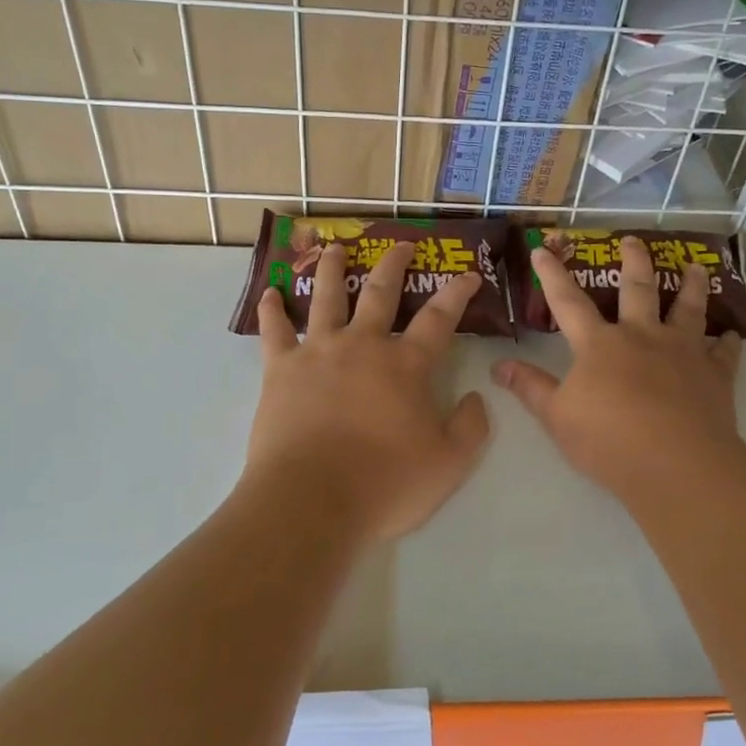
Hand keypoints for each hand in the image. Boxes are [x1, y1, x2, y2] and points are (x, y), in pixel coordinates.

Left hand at [245, 241, 491, 542]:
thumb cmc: (385, 483)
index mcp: (405, 365)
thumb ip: (471, 426)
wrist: (311, 501)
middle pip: (380, 293)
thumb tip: (477, 396)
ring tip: (334, 248)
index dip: (457, 294)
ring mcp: (319, 353)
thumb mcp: (449, 463)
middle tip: (401, 244)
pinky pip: (274, 331)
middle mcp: (363, 345)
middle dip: (394, 265)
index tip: (469, 275)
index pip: (440, 319)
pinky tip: (268, 292)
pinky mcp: (281, 370)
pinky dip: (271, 310)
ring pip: (327, 298)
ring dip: (333, 269)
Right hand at [493, 236, 745, 498]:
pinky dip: (729, 340)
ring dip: (691, 286)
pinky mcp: (715, 374)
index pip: (568, 301)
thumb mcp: (557, 417)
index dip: (553, 275)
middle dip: (633, 261)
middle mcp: (642, 336)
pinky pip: (724, 351)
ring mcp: (683, 352)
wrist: (677, 465)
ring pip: (689, 308)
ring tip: (695, 266)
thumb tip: (498, 365)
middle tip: (634, 240)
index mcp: (599, 344)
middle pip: (637, 289)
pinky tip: (733, 333)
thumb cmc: (609, 441)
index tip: (543, 248)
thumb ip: (530, 388)